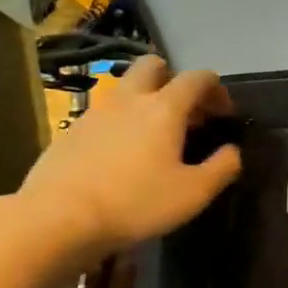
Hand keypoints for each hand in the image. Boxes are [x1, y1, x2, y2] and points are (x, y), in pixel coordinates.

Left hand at [17, 55, 241, 265]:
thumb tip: (232, 151)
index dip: (216, 89)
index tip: (223, 114)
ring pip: (124, 89)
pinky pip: (102, 115)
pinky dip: (119, 124)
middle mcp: (129, 100)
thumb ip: (223, 167)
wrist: (55, 221)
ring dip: (144, 100)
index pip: (197, 78)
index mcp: (164, 108)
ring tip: (154, 136)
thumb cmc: (135, 203)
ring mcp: (94, 114)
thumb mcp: (194, 193)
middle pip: (153, 66)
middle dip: (173, 79)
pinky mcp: (68, 133)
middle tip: (184, 111)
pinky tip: (121, 156)